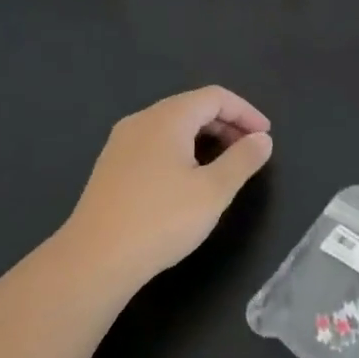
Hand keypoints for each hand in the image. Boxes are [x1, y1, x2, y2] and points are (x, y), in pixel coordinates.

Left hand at [62, 86, 272, 287]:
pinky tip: (187, 179)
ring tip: (224, 164)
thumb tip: (262, 139)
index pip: (215, 97)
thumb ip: (242, 160)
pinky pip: (155, 143)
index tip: (266, 136)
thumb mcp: (213, 192)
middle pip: (192, 107)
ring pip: (172, 125)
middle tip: (250, 150)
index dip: (245, 111)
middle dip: (226, 123)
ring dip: (204, 137)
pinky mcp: (111, 166)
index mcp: (168, 118)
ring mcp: (121, 143)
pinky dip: (181, 149)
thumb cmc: (160, 220)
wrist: (93, 260)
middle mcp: (142, 120)